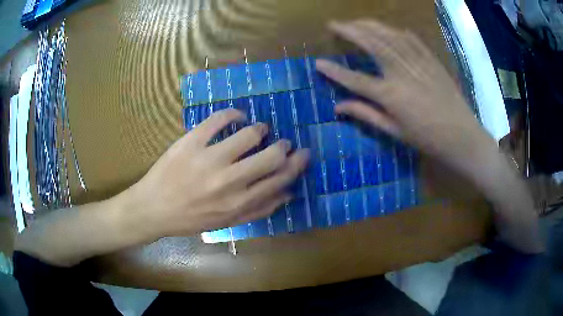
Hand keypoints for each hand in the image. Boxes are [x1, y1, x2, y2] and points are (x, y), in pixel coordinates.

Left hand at [123, 109, 309, 238]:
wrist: (153, 209)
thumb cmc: (190, 219)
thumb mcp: (227, 223)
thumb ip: (259, 210)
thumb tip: (288, 194)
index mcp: (239, 203)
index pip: (279, 180)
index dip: (296, 165)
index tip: (302, 154)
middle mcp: (228, 181)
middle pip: (271, 156)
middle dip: (284, 146)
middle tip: (283, 142)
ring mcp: (208, 159)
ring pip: (249, 135)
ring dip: (260, 129)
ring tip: (259, 130)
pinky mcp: (191, 142)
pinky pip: (218, 119)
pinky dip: (232, 113)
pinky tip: (236, 115)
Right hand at [316, 20, 542, 252]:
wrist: (462, 136)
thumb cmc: (428, 139)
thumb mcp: (395, 132)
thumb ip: (366, 115)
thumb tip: (338, 107)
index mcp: (391, 95)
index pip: (355, 79)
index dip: (335, 72)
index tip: (318, 63)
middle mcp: (402, 73)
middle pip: (371, 44)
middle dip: (349, 31)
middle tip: (333, 24)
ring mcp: (418, 63)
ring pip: (389, 35)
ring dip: (369, 25)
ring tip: (355, 22)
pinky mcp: (431, 60)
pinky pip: (411, 39)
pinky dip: (396, 31)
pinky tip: (388, 28)